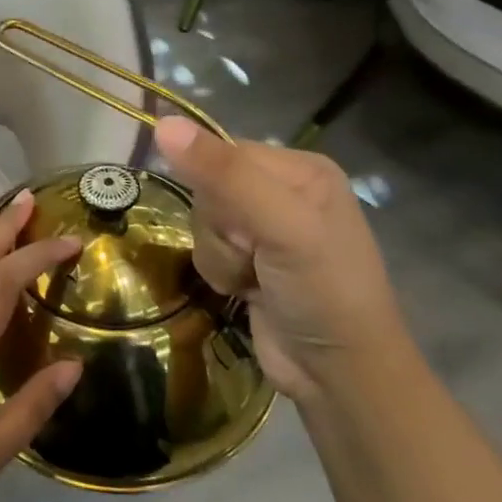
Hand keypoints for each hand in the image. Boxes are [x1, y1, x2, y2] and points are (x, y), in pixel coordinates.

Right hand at [154, 117, 409, 402]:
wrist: (338, 376)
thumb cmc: (323, 291)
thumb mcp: (280, 226)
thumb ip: (223, 175)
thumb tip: (163, 124)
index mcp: (300, 168)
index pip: (223, 153)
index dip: (218, 190)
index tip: (245, 226)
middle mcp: (281, 191)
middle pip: (207, 189)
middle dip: (221, 230)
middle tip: (255, 257)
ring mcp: (264, 229)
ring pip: (200, 222)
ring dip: (218, 257)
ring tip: (253, 279)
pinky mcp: (248, 261)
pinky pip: (205, 250)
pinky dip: (218, 273)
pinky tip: (246, 291)